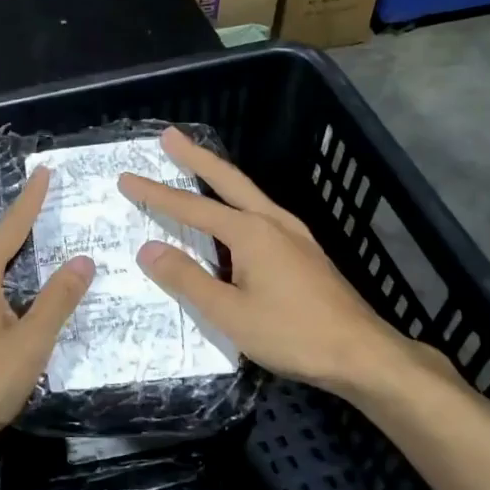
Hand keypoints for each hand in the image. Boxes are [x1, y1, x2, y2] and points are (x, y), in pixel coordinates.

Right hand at [117, 127, 445, 398]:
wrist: (363, 353)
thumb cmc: (293, 334)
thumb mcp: (230, 313)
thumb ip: (187, 279)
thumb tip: (149, 249)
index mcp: (251, 232)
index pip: (192, 207)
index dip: (156, 193)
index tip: (127, 178)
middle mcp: (273, 222)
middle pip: (227, 180)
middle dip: (195, 157)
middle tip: (169, 136)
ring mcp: (294, 234)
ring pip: (248, 194)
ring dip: (219, 177)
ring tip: (196, 168)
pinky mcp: (305, 251)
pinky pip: (261, 214)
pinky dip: (238, 202)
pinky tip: (235, 218)